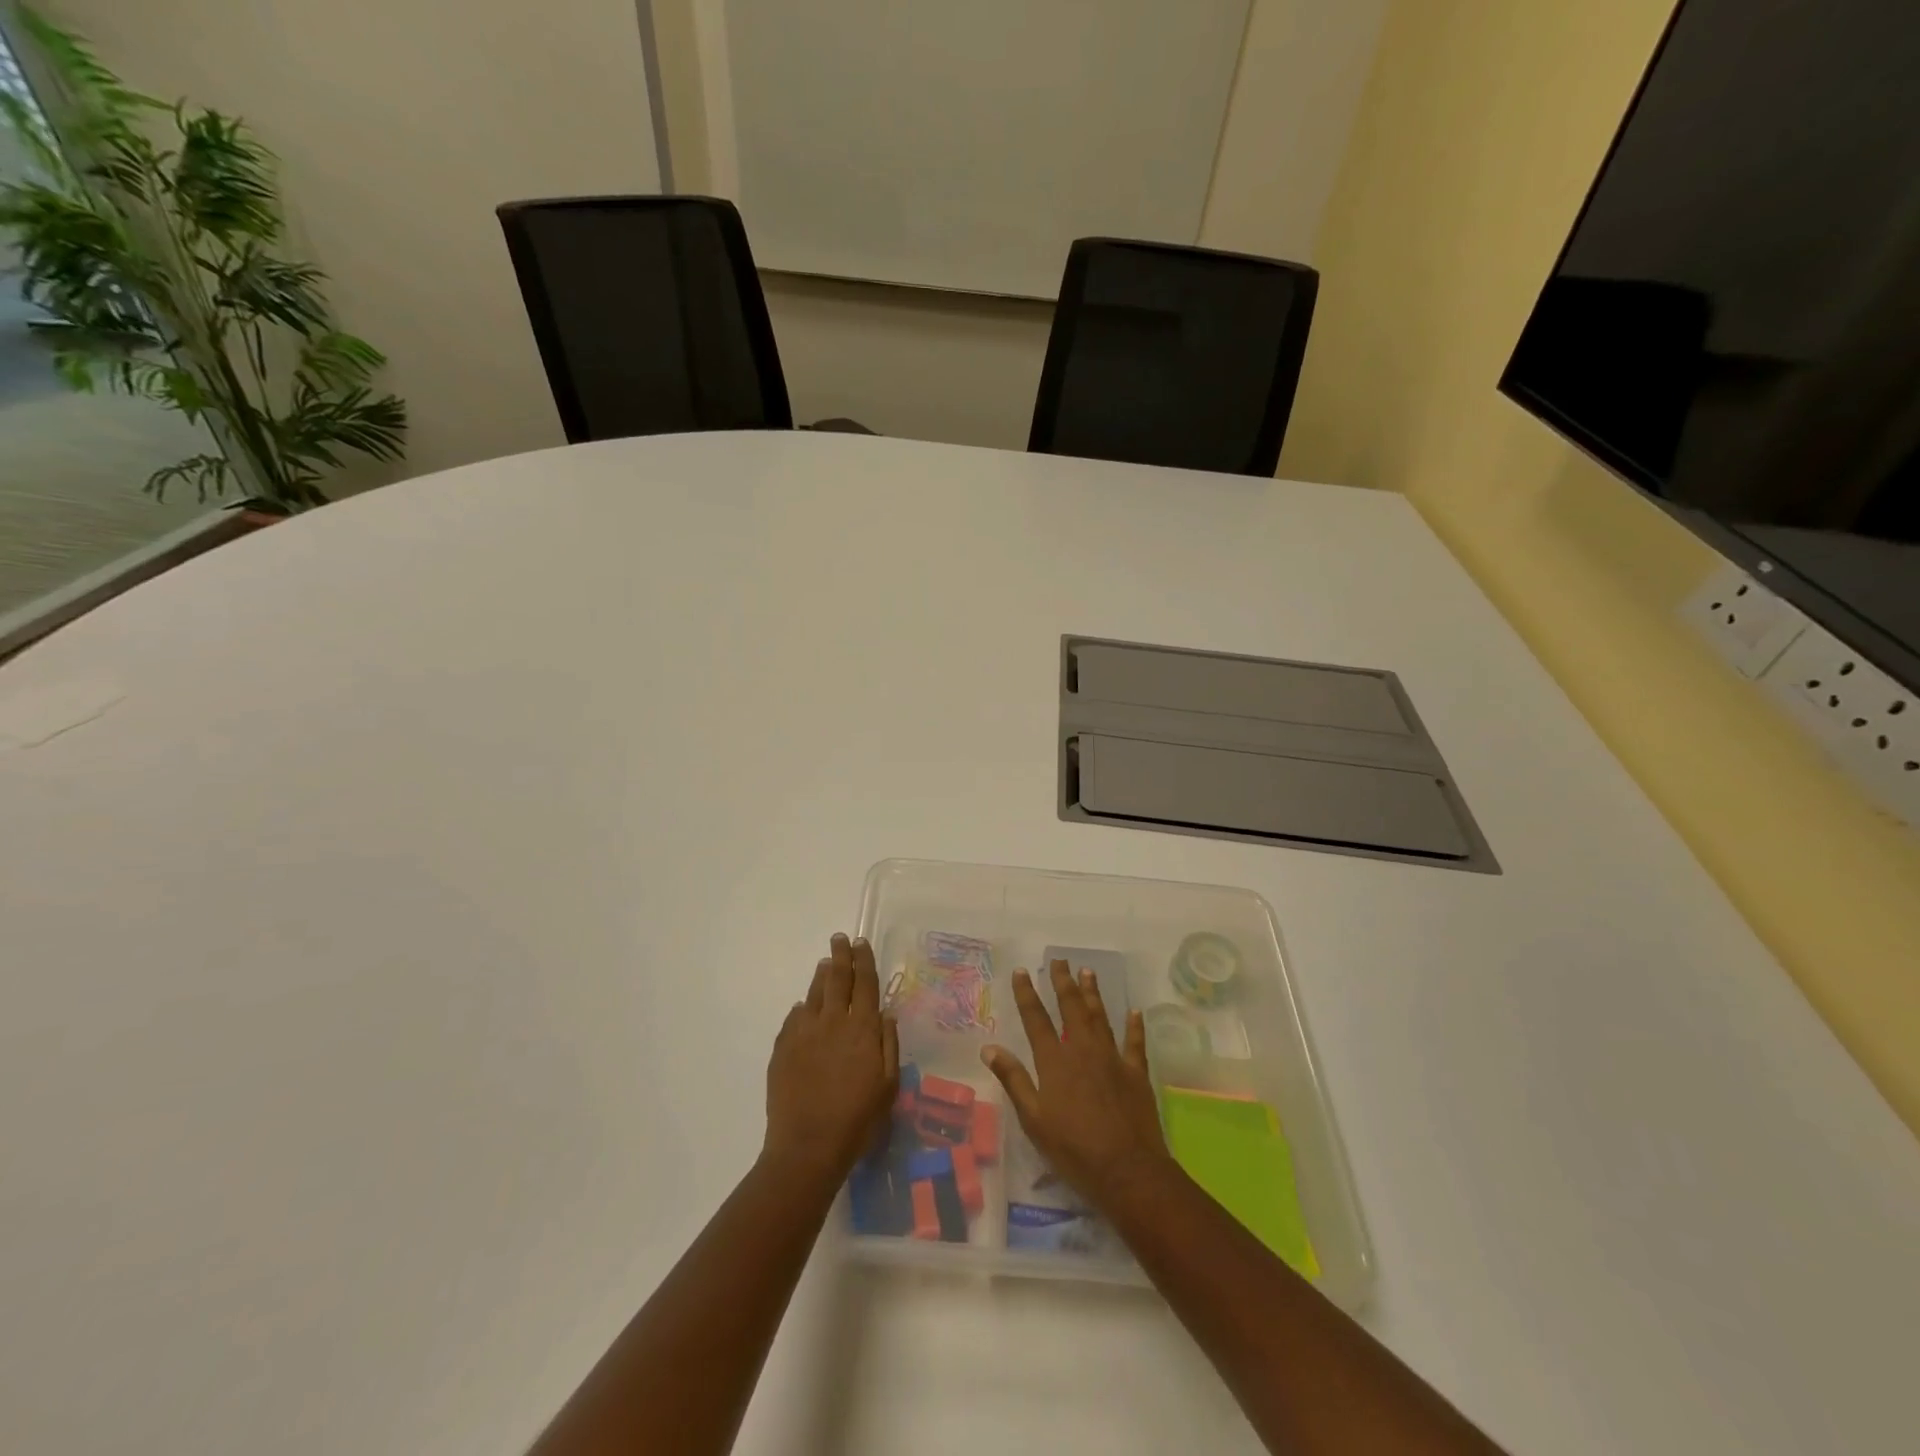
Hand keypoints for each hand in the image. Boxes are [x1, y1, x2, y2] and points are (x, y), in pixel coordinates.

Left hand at [763, 933, 898, 1187]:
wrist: (807, 1147)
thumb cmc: (857, 1120)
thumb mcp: (888, 1086)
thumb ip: (888, 1045)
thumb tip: (884, 1014)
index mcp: (862, 1029)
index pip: (864, 983)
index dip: (864, 960)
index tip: (861, 942)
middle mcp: (832, 1022)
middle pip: (837, 979)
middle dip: (840, 956)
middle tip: (840, 939)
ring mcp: (804, 1033)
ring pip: (814, 994)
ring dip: (821, 975)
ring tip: (825, 963)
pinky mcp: (782, 1048)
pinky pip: (794, 1017)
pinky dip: (803, 1007)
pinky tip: (804, 1007)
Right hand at [981, 959, 1171, 1211]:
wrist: (1127, 1171)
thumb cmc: (1073, 1149)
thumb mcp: (1033, 1119)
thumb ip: (1013, 1080)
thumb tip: (989, 1048)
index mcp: (1054, 1061)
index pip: (1036, 1019)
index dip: (1027, 994)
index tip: (1022, 971)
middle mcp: (1082, 1050)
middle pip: (1071, 1008)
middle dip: (1063, 982)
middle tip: (1059, 960)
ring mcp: (1112, 1058)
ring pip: (1100, 1017)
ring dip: (1093, 993)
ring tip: (1088, 972)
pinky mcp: (1136, 1072)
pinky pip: (1134, 1042)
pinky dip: (1134, 1025)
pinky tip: (1134, 1011)